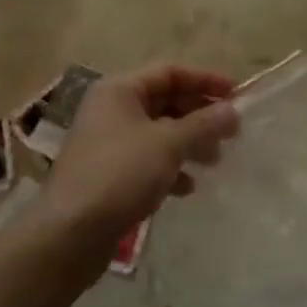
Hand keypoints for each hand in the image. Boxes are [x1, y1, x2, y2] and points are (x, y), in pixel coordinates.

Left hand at [36, 63, 239, 274]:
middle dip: (199, 115)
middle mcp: (111, 109)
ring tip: (215, 160)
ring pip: (158, 133)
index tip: (237, 94)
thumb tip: (232, 111)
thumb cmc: (119, 174)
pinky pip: (147, 161)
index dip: (205, 80)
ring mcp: (107, 143)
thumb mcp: (168, 144)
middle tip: (231, 132)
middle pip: (164, 101)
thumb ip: (203, 124)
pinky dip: (170, 168)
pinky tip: (187, 187)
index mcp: (120, 90)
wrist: (69, 234)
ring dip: (188, 142)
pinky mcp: (107, 175)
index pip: (170, 72)